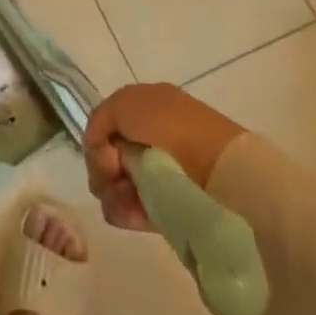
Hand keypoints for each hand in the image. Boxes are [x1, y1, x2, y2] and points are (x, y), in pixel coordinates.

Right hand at [83, 83, 246, 230]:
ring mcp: (156, 176)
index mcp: (145, 110)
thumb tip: (98, 148)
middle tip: (115, 174)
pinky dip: (124, 211)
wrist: (217, 169)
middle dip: (103, 168)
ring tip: (125, 197)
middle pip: (107, 158)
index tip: (105, 152)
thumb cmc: (169, 126)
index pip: (106, 128)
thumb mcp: (124, 103)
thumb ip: (99, 120)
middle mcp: (149, 141)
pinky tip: (130, 211)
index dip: (99, 140)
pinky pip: (129, 210)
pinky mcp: (164, 209)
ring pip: (114, 186)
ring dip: (111, 191)